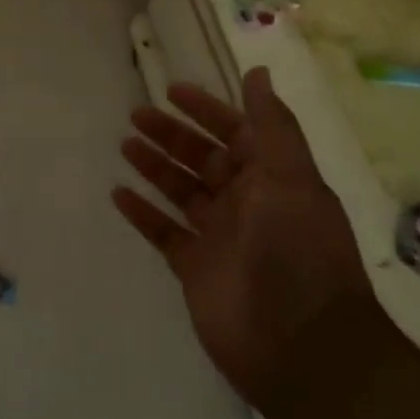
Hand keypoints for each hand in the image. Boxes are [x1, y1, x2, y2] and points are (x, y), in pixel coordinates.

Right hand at [114, 68, 373, 403]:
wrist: (302, 346)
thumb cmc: (298, 250)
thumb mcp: (291, 177)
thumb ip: (272, 125)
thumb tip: (257, 72)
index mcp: (273, 178)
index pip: (236, 132)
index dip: (207, 110)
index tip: (171, 91)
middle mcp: (246, 202)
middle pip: (202, 158)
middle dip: (171, 135)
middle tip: (136, 115)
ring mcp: (219, 237)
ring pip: (180, 191)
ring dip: (154, 166)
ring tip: (125, 145)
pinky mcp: (195, 268)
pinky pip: (164, 232)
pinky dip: (142, 213)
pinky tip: (118, 194)